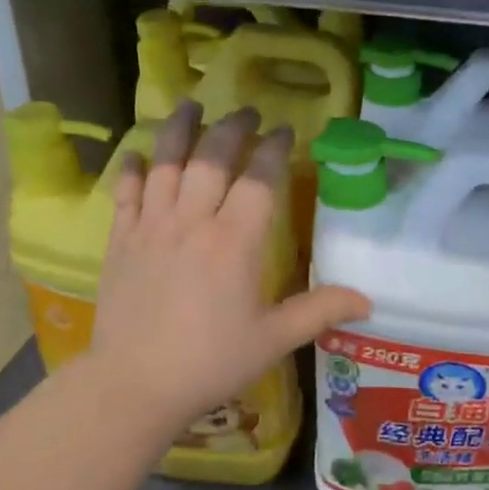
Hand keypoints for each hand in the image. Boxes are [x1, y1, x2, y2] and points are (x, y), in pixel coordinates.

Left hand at [89, 100, 369, 439]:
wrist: (134, 384)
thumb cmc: (210, 362)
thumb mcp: (272, 340)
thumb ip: (318, 311)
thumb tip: (367, 300)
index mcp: (235, 242)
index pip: (259, 178)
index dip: (273, 149)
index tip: (284, 130)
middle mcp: (193, 222)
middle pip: (213, 158)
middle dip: (232, 128)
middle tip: (246, 113)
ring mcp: (152, 227)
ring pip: (167, 164)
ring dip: (180, 130)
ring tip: (190, 105)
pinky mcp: (121, 240)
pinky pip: (126, 193)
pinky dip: (132, 170)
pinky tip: (138, 154)